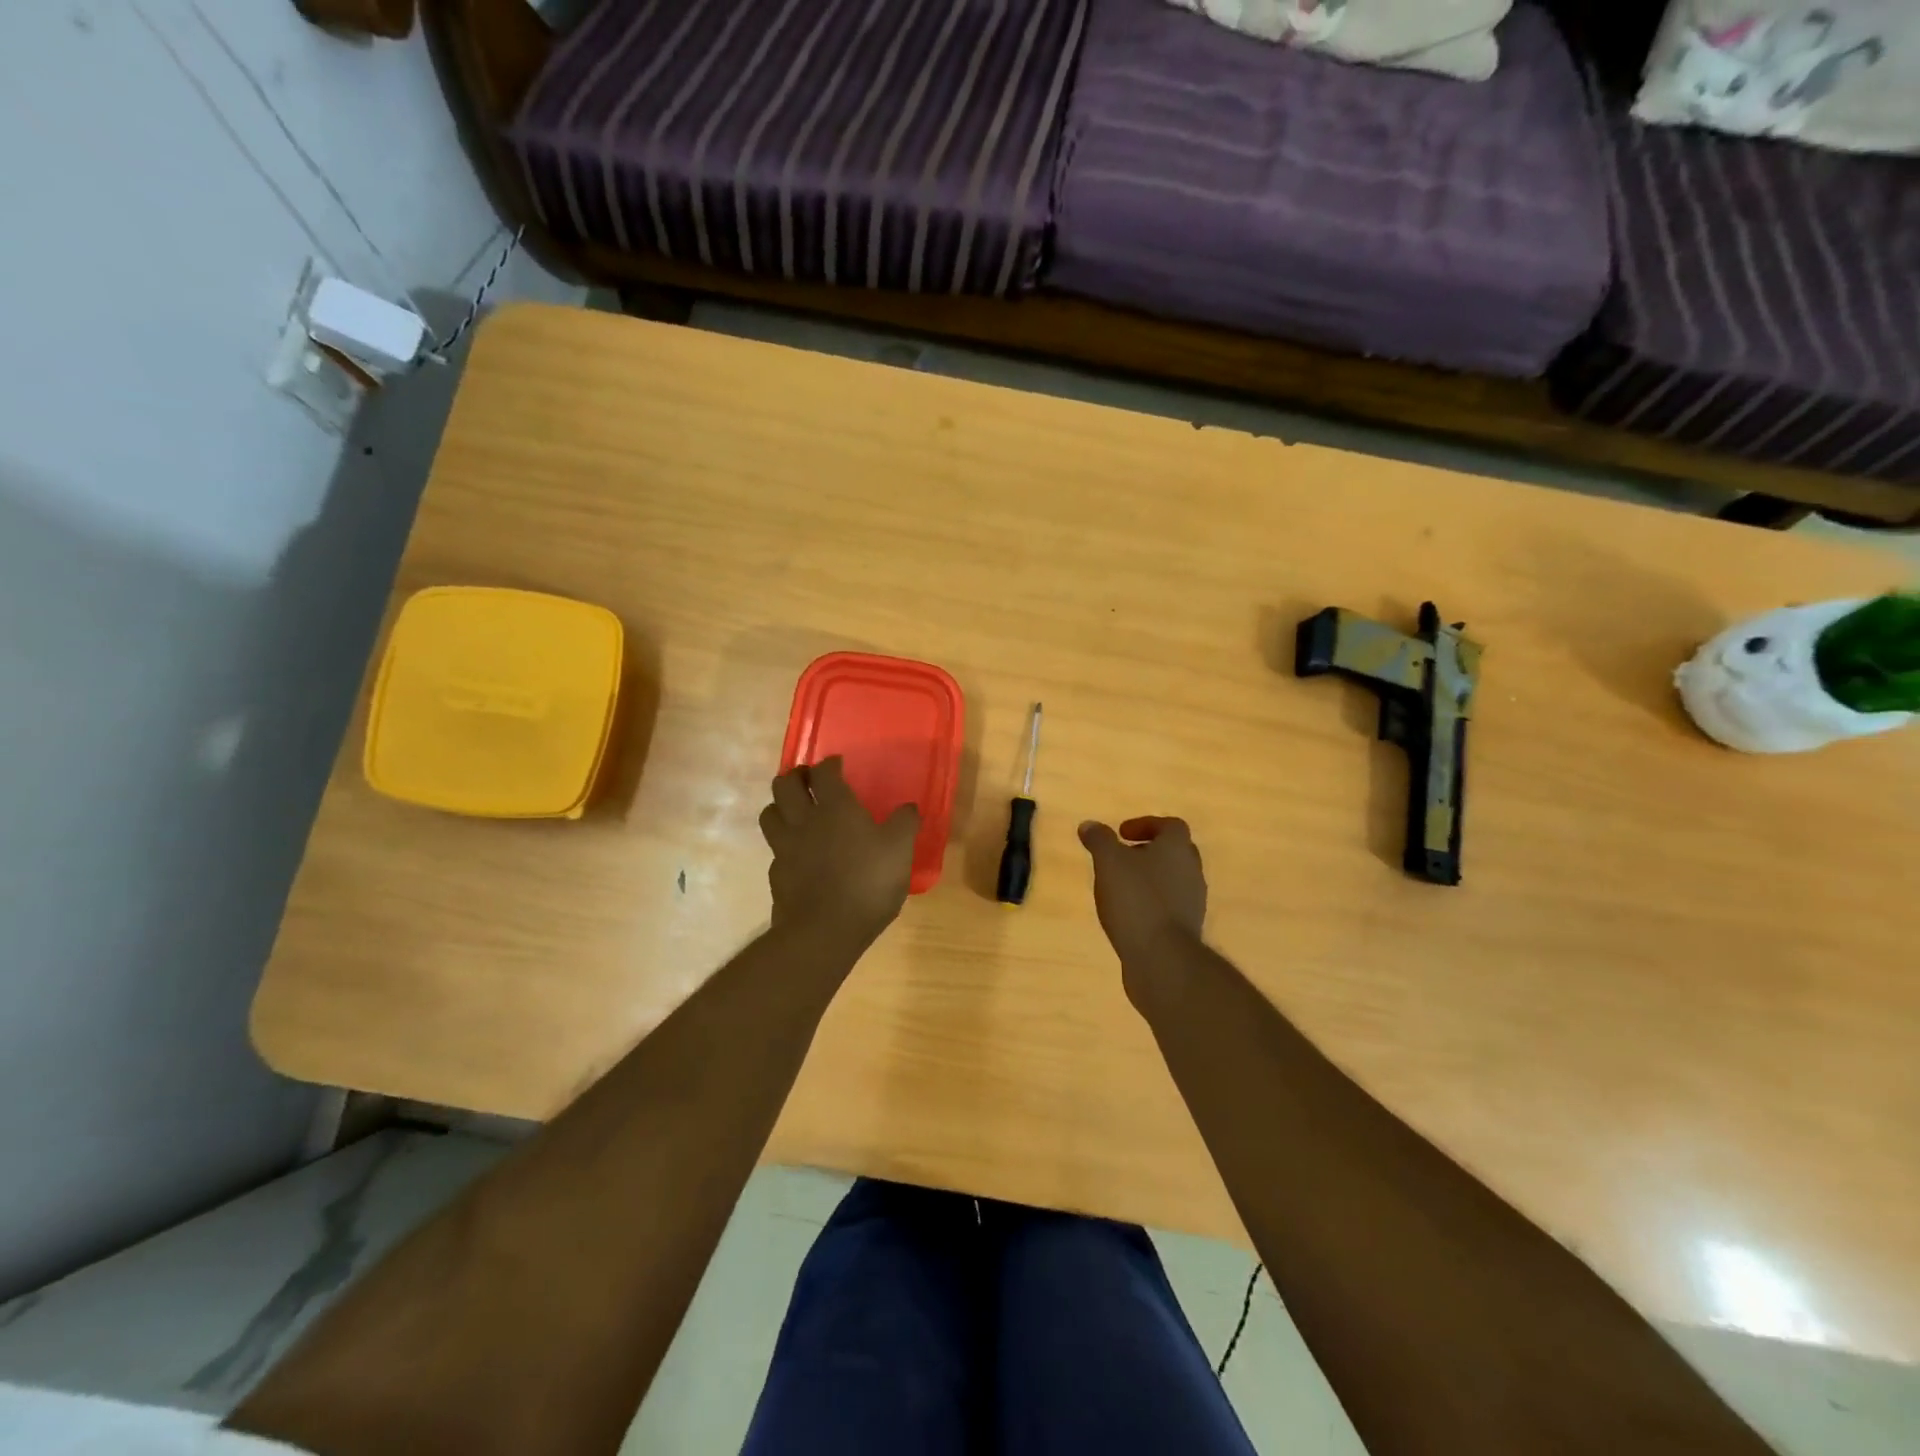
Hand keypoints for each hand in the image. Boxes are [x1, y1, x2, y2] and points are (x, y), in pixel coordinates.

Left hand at [760, 758, 918, 952]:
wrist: (824, 931)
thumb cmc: (867, 883)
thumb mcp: (900, 851)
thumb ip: (905, 824)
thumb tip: (910, 807)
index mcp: (835, 808)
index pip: (823, 773)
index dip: (829, 764)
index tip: (837, 765)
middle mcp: (804, 820)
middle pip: (784, 785)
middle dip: (795, 777)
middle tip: (809, 781)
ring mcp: (784, 848)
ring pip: (770, 813)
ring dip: (780, 806)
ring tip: (795, 811)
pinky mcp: (776, 875)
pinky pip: (774, 850)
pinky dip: (783, 844)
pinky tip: (796, 854)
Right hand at [1078, 817, 1207, 971]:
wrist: (1161, 957)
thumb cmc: (1136, 899)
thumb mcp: (1109, 862)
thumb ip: (1099, 840)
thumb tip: (1089, 825)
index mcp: (1177, 849)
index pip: (1170, 825)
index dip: (1146, 824)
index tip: (1121, 833)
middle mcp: (1192, 871)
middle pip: (1174, 852)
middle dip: (1147, 851)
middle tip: (1121, 857)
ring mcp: (1193, 902)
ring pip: (1172, 880)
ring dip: (1149, 879)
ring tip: (1119, 888)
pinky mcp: (1186, 929)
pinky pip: (1169, 906)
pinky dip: (1151, 903)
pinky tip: (1128, 914)